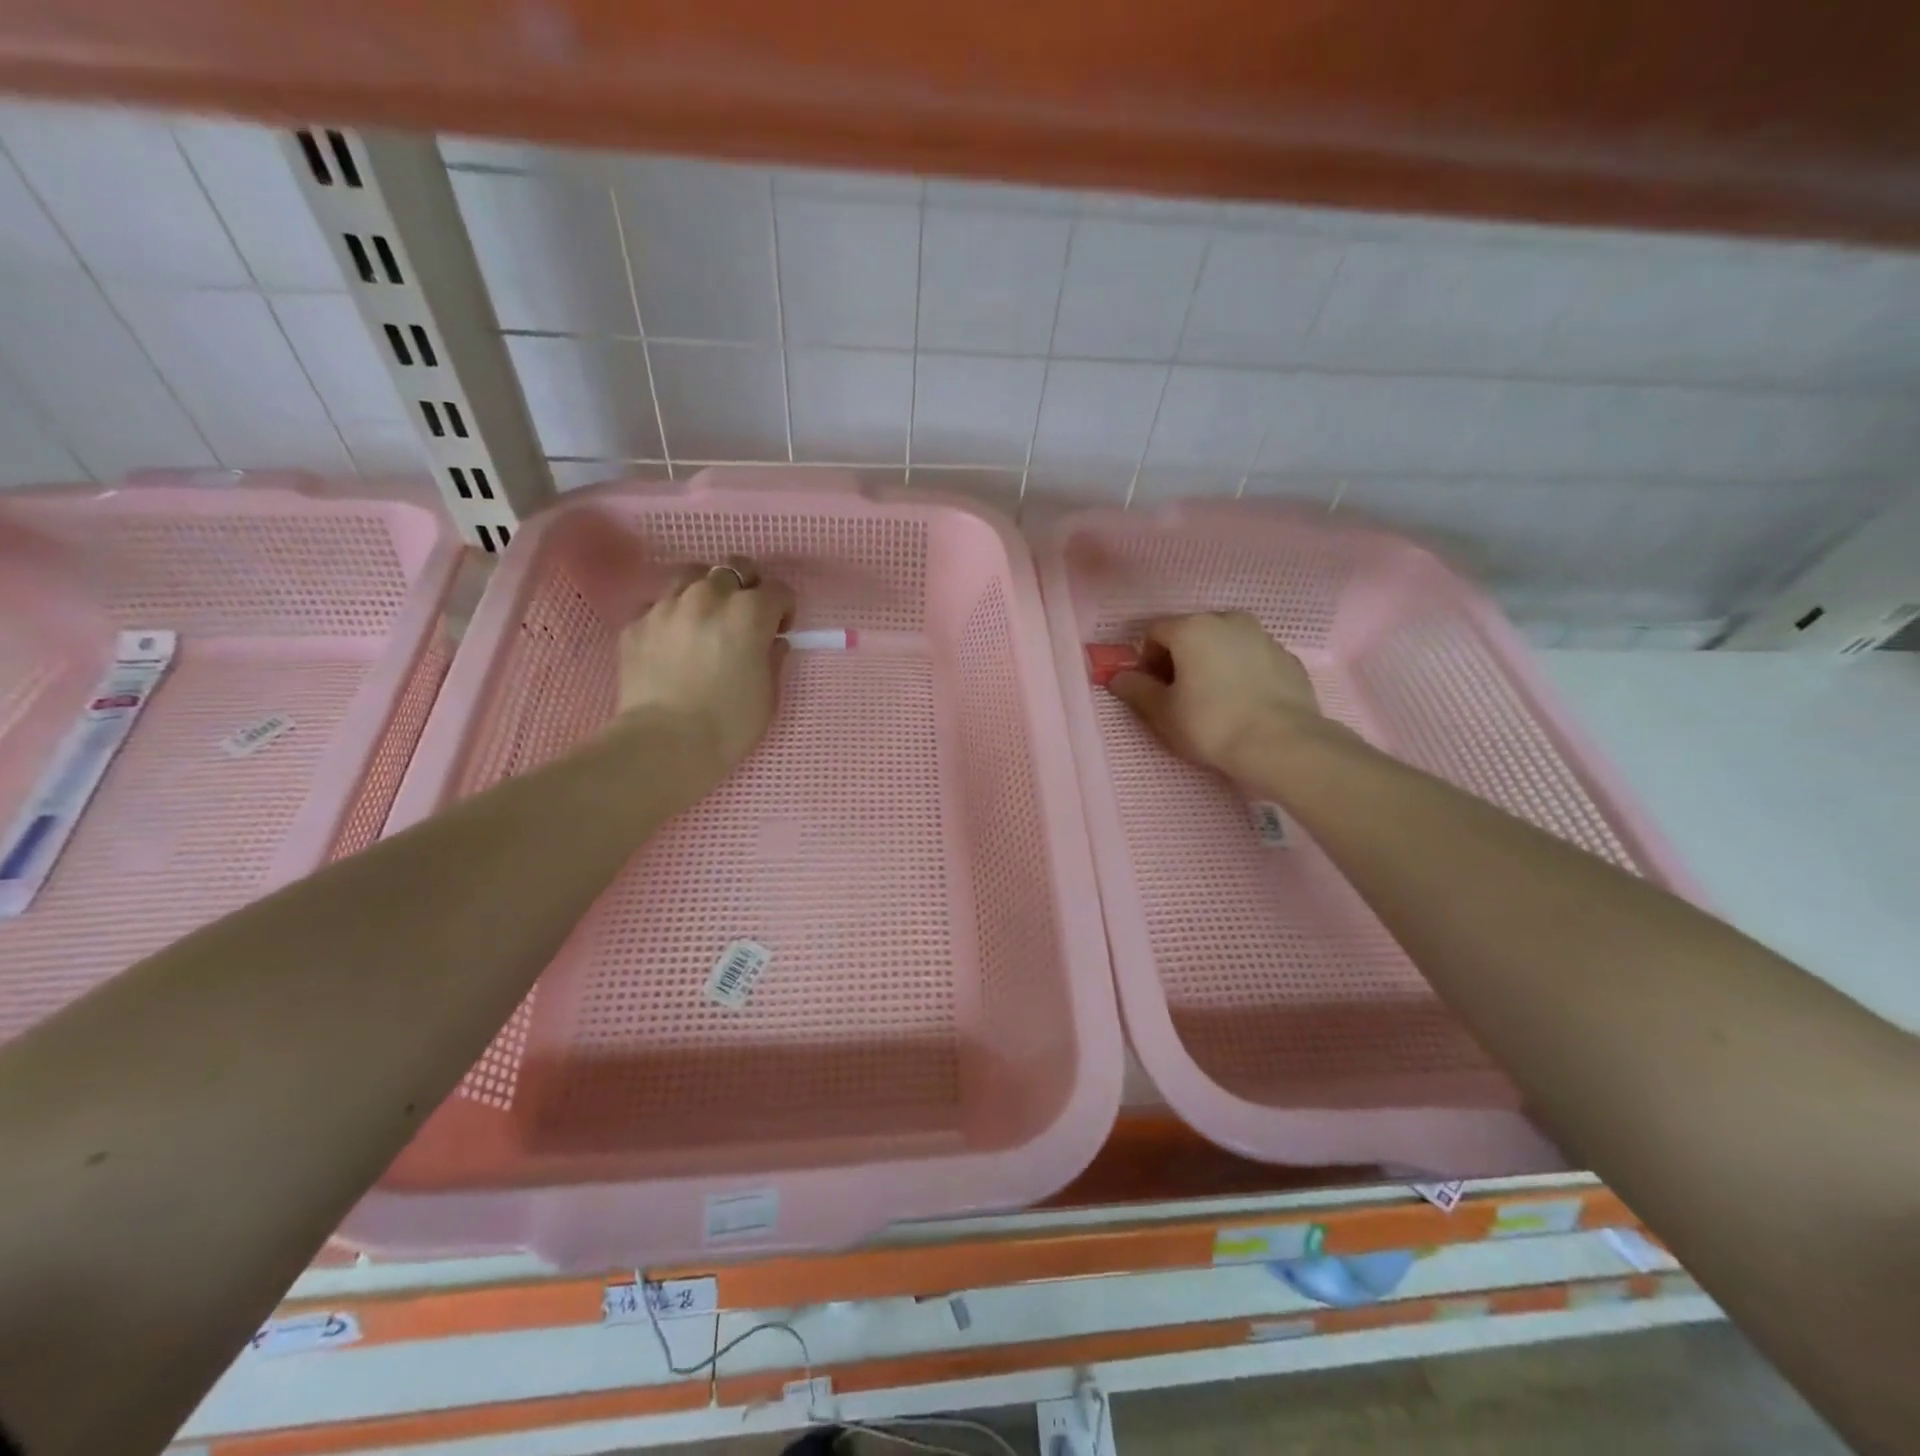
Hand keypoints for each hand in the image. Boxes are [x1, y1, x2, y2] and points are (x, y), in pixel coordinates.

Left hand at [613, 557, 794, 780]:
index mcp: (749, 613)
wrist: (664, 744)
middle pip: (733, 569)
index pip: (777, 590)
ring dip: (705, 590)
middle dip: (746, 588)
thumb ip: (773, 659)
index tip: (779, 631)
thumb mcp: (768, 695)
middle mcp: (708, 597)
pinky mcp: (635, 623)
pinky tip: (673, 641)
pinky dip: (671, 615)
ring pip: (690, 575)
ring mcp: (666, 606)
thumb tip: (771, 643)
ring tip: (705, 617)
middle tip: (745, 617)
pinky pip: (658, 605)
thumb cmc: (729, 725)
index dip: (783, 610)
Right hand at [1109, 612, 1326, 785]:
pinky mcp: (1288, 658)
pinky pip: (1252, 659)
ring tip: (1213, 700)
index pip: (1154, 633)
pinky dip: (1241, 672)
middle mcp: (1228, 621)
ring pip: (1224, 643)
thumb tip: (1117, 677)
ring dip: (1211, 663)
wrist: (1282, 744)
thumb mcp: (1162, 712)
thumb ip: (1135, 689)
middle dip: (1179, 658)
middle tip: (1179, 696)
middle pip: (1191, 633)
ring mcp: (1263, 637)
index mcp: (1192, 627)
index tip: (1152, 690)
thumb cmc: (1211, 724)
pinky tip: (1243, 704)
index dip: (1146, 661)